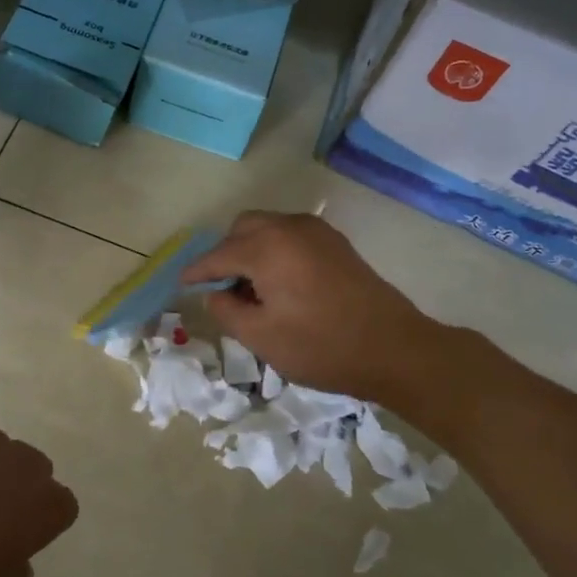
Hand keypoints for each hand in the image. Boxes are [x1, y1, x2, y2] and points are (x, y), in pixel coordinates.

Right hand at [183, 212, 442, 403]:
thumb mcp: (262, 338)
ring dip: (251, 249)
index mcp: (267, 247)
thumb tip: (216, 293)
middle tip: (223, 289)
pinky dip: (275, 250)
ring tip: (253, 290)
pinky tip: (281, 283)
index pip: (218, 254)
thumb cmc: (322, 346)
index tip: (182, 284)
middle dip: (226, 253)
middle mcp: (290, 227)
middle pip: (243, 228)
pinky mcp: (336, 243)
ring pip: (269, 227)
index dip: (197, 271)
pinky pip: (291, 236)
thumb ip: (227, 311)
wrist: (394, 348)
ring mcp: (317, 232)